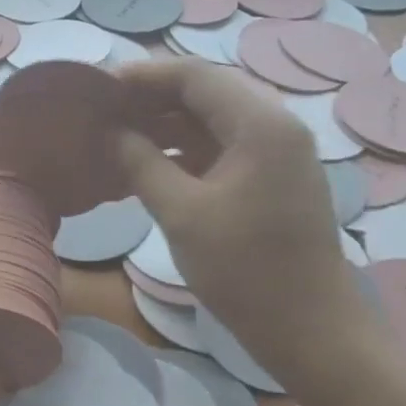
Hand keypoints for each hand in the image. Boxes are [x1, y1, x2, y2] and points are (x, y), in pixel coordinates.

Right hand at [115, 59, 375, 389]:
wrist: (310, 329)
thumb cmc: (245, 270)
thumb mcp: (181, 213)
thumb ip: (140, 163)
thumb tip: (109, 131)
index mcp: (260, 125)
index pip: (194, 76)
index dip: (142, 77)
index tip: (95, 87)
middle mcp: (273, 127)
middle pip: (203, 94)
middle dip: (149, 99)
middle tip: (100, 112)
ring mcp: (275, 154)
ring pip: (210, 122)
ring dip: (163, 126)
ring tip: (114, 137)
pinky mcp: (269, 180)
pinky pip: (219, 149)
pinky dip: (181, 151)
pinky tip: (145, 165)